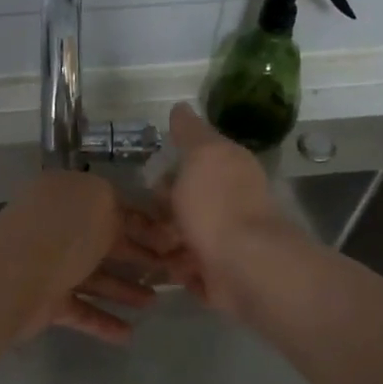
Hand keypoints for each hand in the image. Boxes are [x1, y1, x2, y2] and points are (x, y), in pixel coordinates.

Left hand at [0, 171, 181, 344]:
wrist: (11, 278)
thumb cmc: (62, 233)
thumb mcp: (101, 204)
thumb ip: (122, 210)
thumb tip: (135, 221)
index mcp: (68, 195)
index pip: (112, 205)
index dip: (144, 223)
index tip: (173, 241)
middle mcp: (57, 228)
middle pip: (104, 243)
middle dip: (138, 257)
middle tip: (172, 272)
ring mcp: (49, 265)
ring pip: (94, 277)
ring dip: (124, 290)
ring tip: (153, 303)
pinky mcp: (45, 301)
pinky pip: (80, 310)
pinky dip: (103, 321)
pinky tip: (128, 334)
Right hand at [157, 104, 293, 317]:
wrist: (244, 267)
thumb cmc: (217, 205)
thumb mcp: (202, 154)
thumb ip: (190, 133)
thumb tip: (180, 107)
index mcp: (229, 169)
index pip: (195, 162)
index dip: (168, 168)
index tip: (146, 178)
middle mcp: (230, 202)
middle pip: (186, 201)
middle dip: (160, 210)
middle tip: (138, 218)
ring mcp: (226, 240)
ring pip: (184, 237)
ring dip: (163, 242)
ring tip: (146, 247)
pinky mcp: (220, 275)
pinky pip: (188, 269)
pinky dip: (176, 269)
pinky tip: (163, 267)